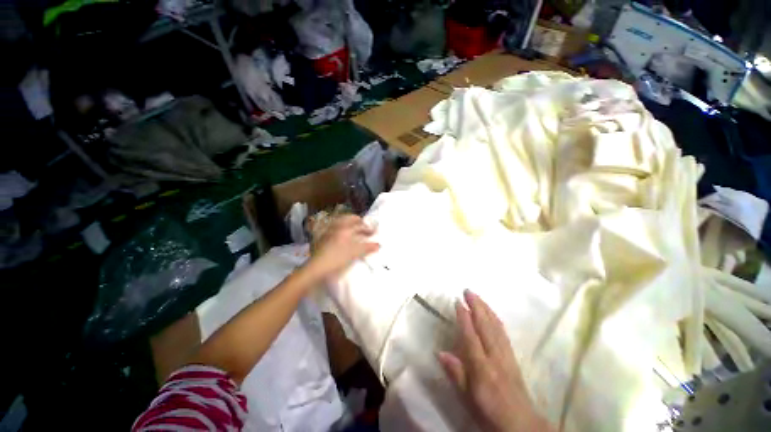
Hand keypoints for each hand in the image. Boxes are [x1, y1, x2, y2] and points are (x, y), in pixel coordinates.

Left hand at [305, 214, 379, 282]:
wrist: (317, 268)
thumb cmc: (337, 258)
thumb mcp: (355, 253)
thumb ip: (367, 247)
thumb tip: (378, 245)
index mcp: (345, 229)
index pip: (359, 225)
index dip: (368, 228)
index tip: (374, 231)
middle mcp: (336, 227)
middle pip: (348, 219)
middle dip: (356, 221)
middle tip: (362, 224)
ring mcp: (328, 232)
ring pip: (340, 223)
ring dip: (348, 224)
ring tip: (353, 228)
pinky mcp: (323, 238)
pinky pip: (334, 229)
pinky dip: (340, 229)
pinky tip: (342, 236)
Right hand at [439, 290, 552, 431]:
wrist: (522, 426)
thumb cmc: (489, 413)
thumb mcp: (468, 399)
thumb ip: (456, 374)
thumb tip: (440, 352)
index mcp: (482, 368)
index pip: (471, 336)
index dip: (464, 317)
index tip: (457, 301)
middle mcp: (495, 357)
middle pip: (485, 326)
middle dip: (476, 306)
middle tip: (468, 290)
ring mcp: (506, 356)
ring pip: (496, 327)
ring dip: (486, 309)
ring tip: (478, 296)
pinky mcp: (513, 357)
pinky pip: (504, 333)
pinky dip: (496, 319)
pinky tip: (492, 313)